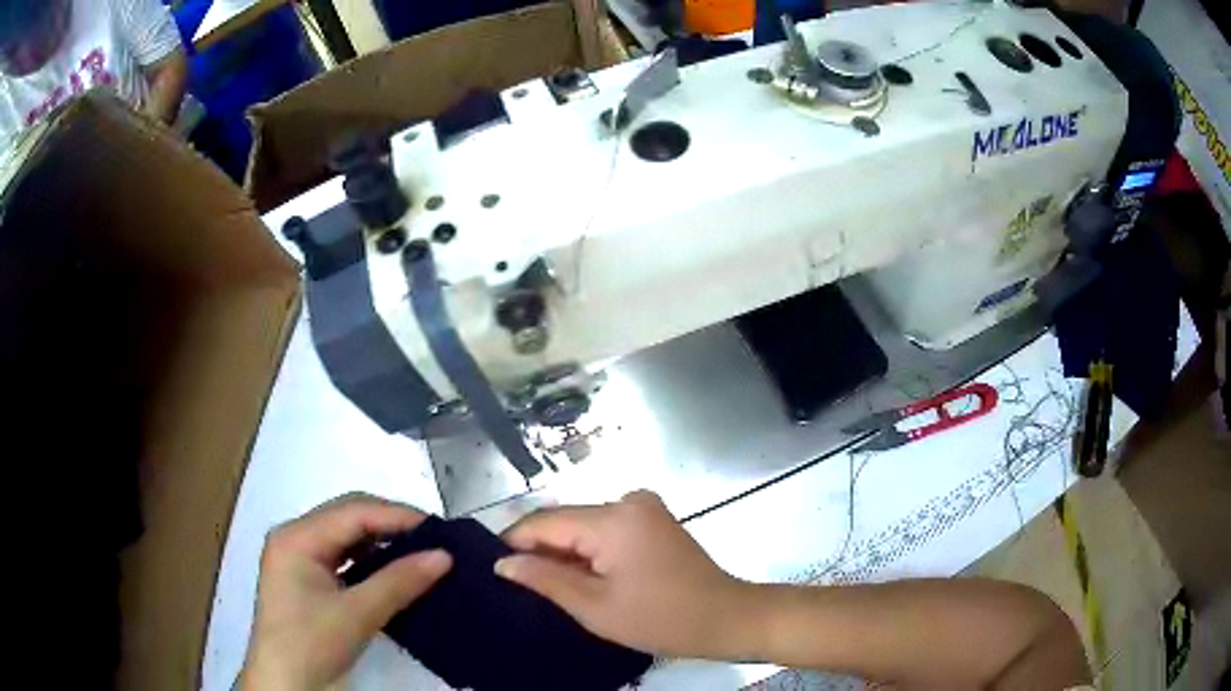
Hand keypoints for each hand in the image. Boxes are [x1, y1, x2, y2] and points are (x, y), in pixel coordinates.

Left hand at [239, 494, 451, 689]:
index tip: (440, 530)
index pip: (353, 511)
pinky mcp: (305, 577)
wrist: (284, 682)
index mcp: (297, 536)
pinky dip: (369, 560)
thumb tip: (444, 556)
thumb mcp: (357, 615)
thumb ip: (399, 582)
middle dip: (390, 525)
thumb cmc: (312, 643)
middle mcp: (294, 536)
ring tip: (419, 552)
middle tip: (433, 540)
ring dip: (381, 542)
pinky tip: (392, 570)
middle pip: (347, 517)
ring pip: (346, 536)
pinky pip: (342, 556)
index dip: (397, 516)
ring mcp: (298, 557)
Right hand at [495, 490, 753, 658]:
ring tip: (547, 584)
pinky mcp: (653, 520)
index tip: (494, 568)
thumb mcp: (595, 606)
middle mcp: (627, 500)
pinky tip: (582, 576)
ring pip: (584, 525)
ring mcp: (644, 508)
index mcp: (613, 518)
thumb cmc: (660, 618)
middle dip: (541, 549)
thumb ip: (545, 578)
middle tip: (519, 584)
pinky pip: (606, 530)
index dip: (515, 543)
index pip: (545, 521)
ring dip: (565, 551)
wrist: (726, 618)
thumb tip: (502, 562)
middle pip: (566, 520)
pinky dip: (590, 551)